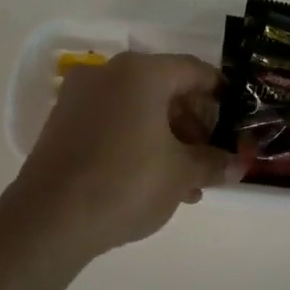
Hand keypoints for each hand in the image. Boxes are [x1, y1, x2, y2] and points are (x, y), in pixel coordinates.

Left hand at [9, 52, 229, 257]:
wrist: (50, 218)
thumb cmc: (126, 183)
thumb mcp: (181, 174)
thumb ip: (213, 162)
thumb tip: (239, 164)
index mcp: (142, 72)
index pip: (195, 71)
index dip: (221, 96)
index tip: (235, 124)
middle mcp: (108, 73)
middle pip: (165, 89)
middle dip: (193, 126)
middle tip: (209, 161)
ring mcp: (80, 97)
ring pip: (138, 109)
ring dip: (167, 139)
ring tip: (185, 183)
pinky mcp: (63, 123)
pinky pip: (112, 122)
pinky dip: (136, 142)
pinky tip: (151, 181)